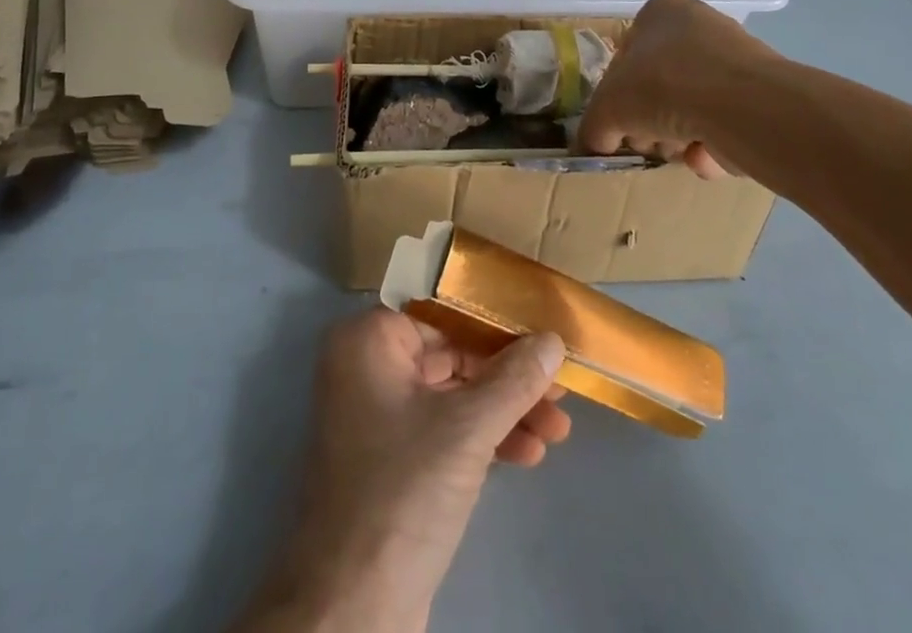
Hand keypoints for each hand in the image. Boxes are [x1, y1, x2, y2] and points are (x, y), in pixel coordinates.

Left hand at [246, 308, 568, 632]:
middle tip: (561, 387)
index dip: (494, 318)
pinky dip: (485, 438)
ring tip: (558, 428)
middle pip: (452, 352)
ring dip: (506, 409)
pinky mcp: (393, 458)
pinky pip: (445, 428)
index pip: (442, 309)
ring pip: (454, 394)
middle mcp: (369, 365)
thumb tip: (554, 339)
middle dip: (509, 375)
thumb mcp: (467, 429)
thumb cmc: (403, 492)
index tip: (541, 325)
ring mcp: (379, 414)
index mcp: (369, 339)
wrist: (351, 611)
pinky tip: (528, 454)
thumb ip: (514, 379)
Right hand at [578, 0, 779, 178]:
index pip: (627, 53)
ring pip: (691, 108)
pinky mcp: (763, 97)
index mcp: (661, 11)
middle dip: (650, 121)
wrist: (741, 106)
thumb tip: (595, 143)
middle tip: (647, 141)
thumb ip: (594, 126)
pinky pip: (724, 125)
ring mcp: (736, 61)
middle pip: (659, 84)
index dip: (618, 93)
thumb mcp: (608, 107)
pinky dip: (712, 146)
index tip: (619, 120)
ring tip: (679, 151)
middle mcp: (701, 27)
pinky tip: (706, 157)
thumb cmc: (663, 85)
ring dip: (678, 137)